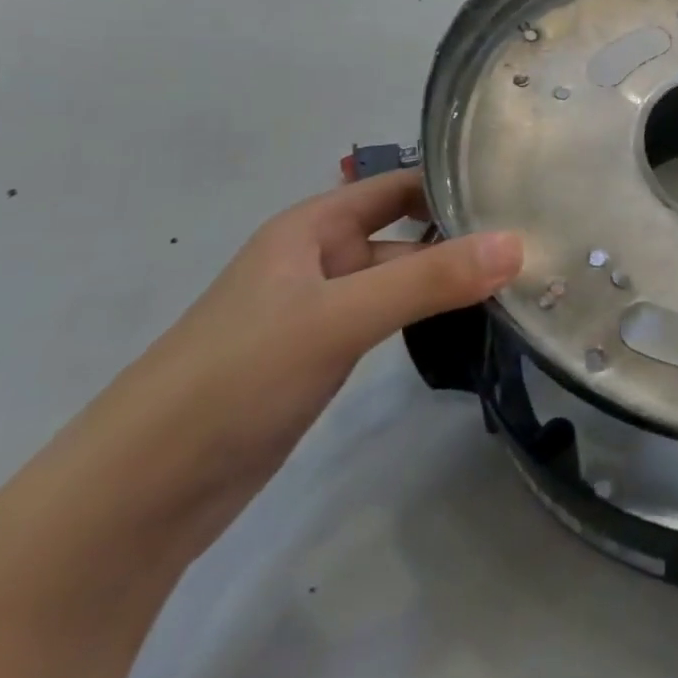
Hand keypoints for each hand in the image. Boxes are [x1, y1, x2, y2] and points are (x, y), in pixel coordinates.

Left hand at [87, 171, 522, 538]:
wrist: (138, 497)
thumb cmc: (235, 376)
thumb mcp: (338, 317)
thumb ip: (429, 280)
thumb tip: (519, 244)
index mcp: (314, 226)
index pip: (400, 183)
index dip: (454, 179)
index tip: (520, 185)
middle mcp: (321, 257)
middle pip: (406, 230)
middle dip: (464, 232)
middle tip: (539, 236)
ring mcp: (322, 310)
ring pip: (401, 278)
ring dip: (450, 277)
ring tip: (522, 276)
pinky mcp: (323, 357)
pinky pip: (389, 319)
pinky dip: (428, 314)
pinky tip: (471, 321)